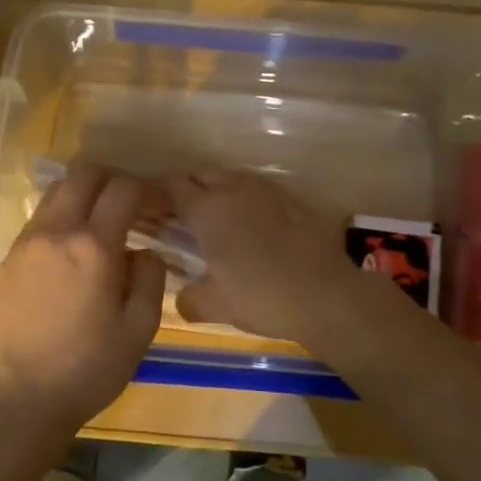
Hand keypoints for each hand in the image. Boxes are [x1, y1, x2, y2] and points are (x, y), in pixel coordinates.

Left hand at [0, 164, 165, 440]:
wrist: (24, 396)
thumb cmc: (90, 367)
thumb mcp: (140, 329)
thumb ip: (150, 278)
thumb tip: (144, 251)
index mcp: (93, 247)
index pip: (123, 189)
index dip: (146, 189)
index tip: (157, 206)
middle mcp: (56, 232)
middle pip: (83, 174)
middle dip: (111, 179)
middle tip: (128, 205)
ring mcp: (26, 242)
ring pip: (57, 192)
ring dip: (83, 196)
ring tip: (99, 225)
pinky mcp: (8, 258)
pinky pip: (39, 219)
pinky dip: (61, 218)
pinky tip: (70, 251)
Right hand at [166, 171, 364, 345]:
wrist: (327, 295)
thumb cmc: (262, 297)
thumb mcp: (215, 306)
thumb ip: (190, 299)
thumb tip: (182, 298)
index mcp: (208, 210)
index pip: (173, 186)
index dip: (160, 194)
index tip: (154, 209)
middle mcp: (234, 190)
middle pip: (202, 174)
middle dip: (189, 187)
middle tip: (182, 214)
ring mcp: (267, 190)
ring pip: (232, 177)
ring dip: (219, 188)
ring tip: (217, 215)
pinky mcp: (293, 199)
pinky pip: (259, 189)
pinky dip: (247, 198)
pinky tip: (252, 221)